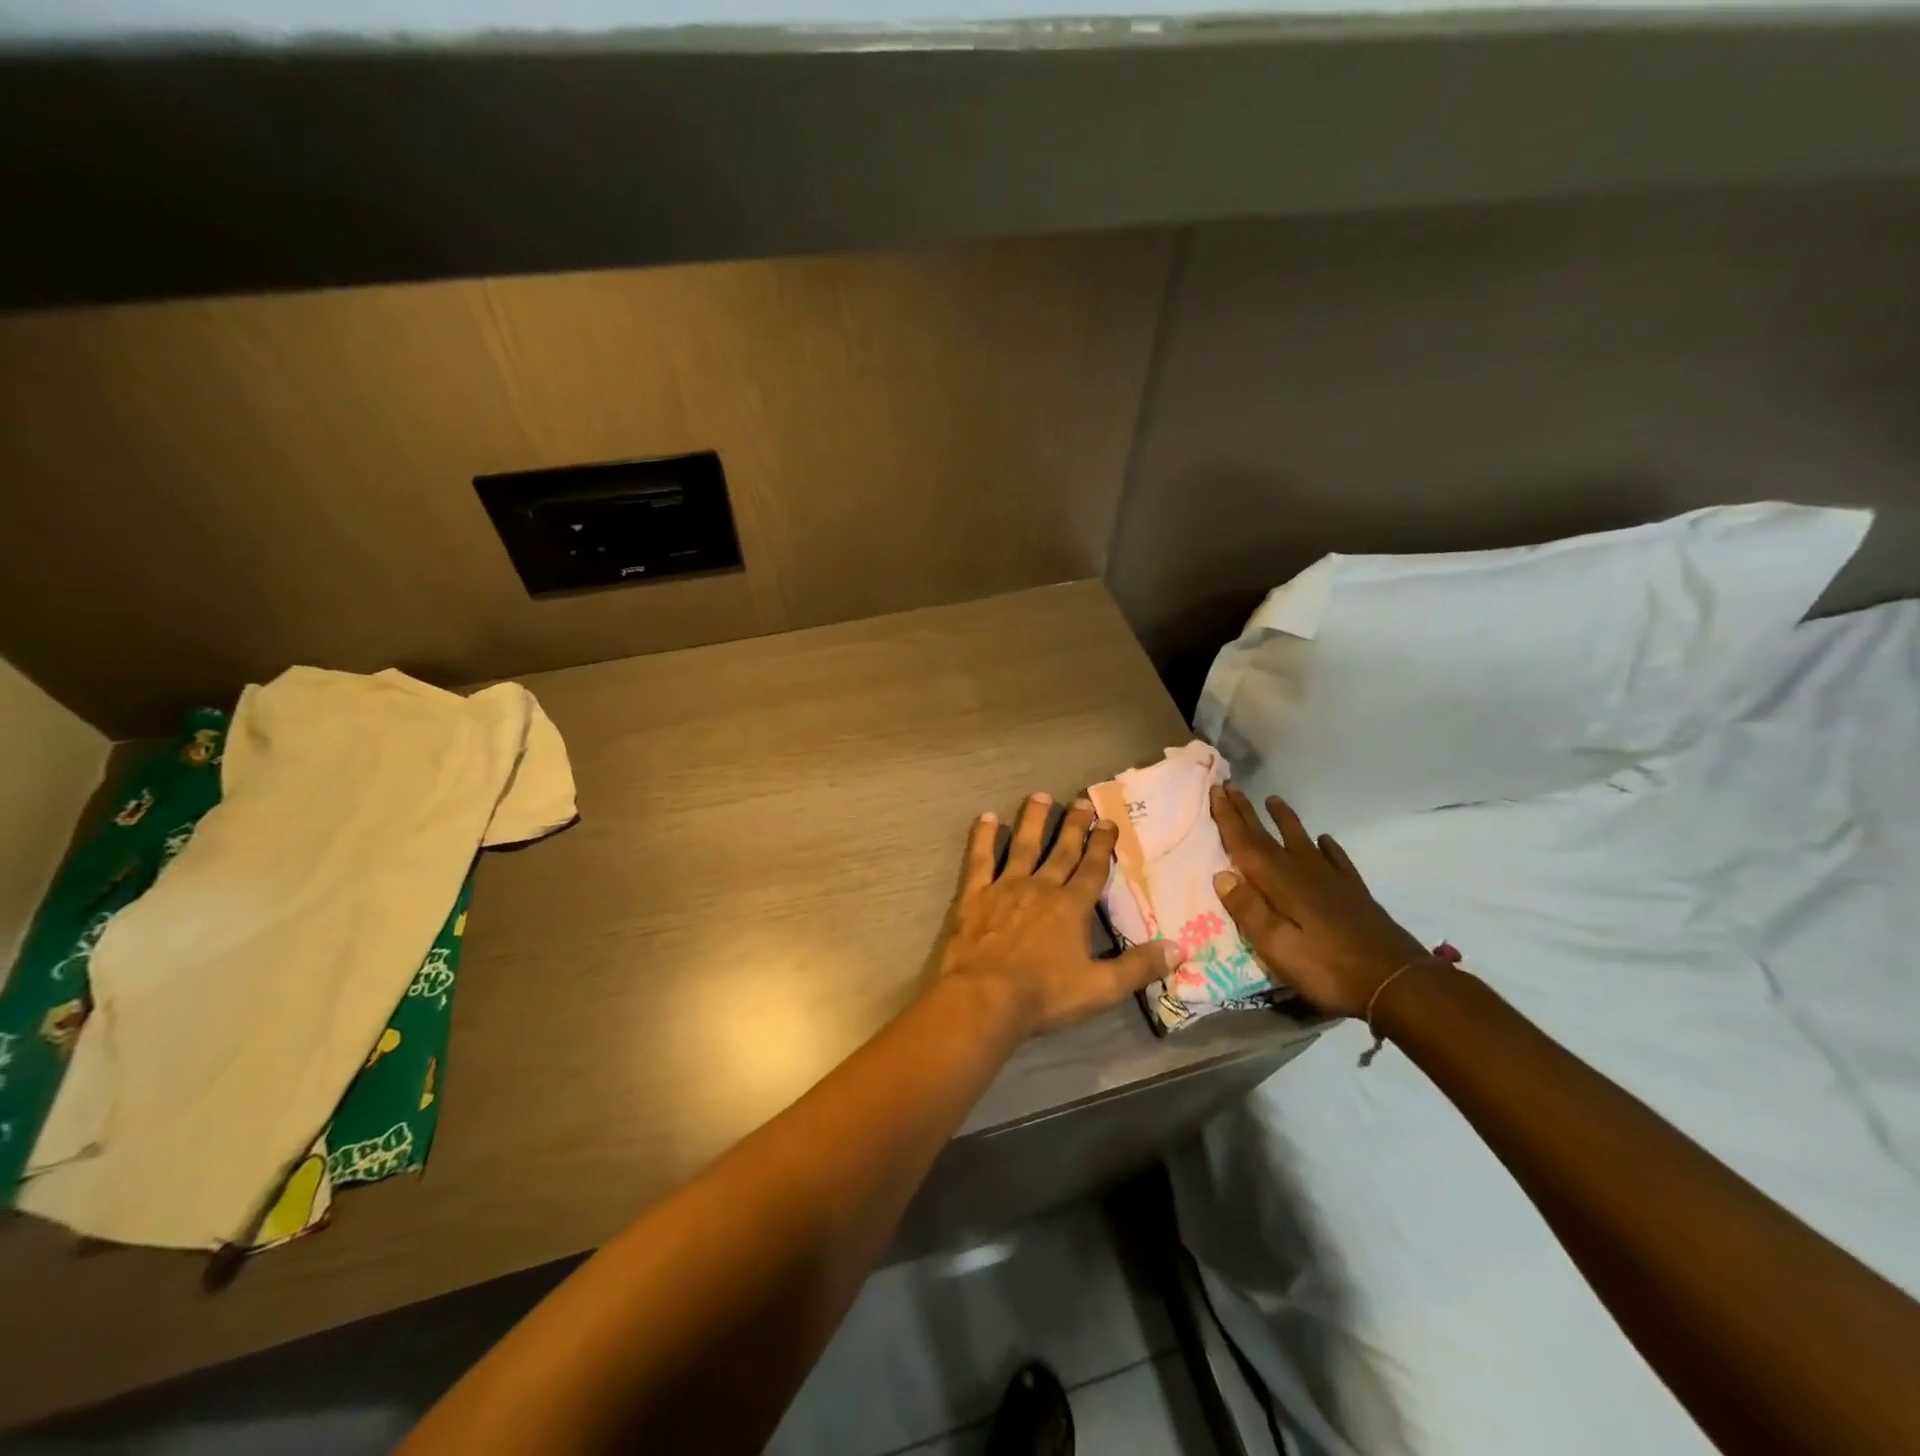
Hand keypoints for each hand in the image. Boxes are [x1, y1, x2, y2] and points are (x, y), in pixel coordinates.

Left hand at [939, 793, 1179, 1038]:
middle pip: (1061, 851)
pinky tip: (986, 817)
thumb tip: (1180, 949)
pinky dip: (983, 837)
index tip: (1108, 822)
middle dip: (1073, 825)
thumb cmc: (1044, 994)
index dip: (1102, 845)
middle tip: (1081, 800)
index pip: (1092, 869)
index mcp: (1072, 907)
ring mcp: (1006, 887)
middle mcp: (1041, 888)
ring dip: (1033, 821)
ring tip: (1040, 796)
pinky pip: (980, 859)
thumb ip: (1139, 967)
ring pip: (1023, 846)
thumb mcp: (1101, 988)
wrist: (984, 997)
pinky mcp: (976, 895)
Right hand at [1208, 785, 1429, 1017]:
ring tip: (1274, 800)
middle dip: (1247, 811)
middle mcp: (1304, 872)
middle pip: (1269, 836)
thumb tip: (1221, 875)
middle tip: (1230, 785)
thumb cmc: (1328, 968)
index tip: (1215, 789)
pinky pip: (1336, 859)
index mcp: (1280, 883)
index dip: (1228, 817)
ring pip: (1302, 840)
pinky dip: (1327, 846)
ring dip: (1284, 820)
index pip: (1246, 843)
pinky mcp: (1354, 893)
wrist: (1397, 982)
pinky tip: (1325, 840)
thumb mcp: (1276, 947)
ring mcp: (1332, 880)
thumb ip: (1248, 910)